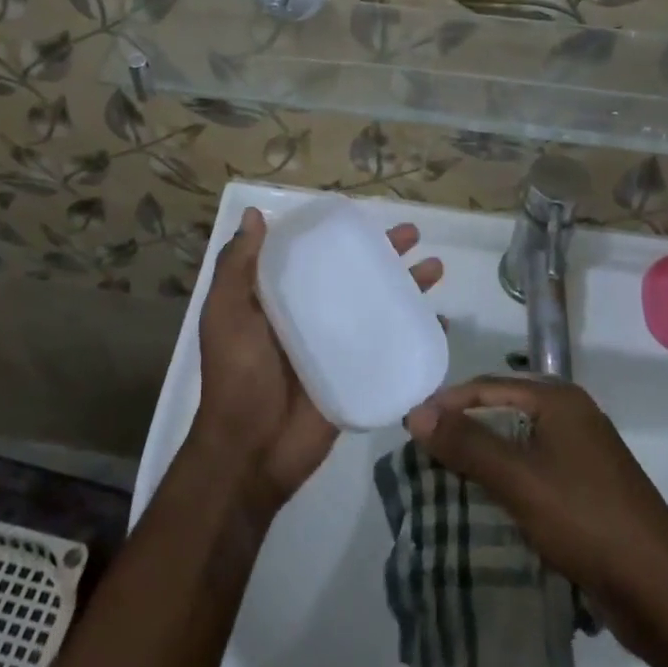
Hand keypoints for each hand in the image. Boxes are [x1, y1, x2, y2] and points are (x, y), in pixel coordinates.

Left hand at [193, 207, 441, 512]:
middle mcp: (313, 317)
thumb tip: (253, 215)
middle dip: (386, 255)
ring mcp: (338, 348)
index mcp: (282, 299)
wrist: (251, 451)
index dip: (341, 236)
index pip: (317, 256)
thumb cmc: (236, 374)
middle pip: (356, 276)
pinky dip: (417, 336)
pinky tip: (441, 323)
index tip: (365, 218)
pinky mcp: (358, 377)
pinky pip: (392, 349)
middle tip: (414, 235)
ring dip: (409, 288)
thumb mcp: (225, 312)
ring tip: (437, 269)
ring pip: (380, 308)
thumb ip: (237, 266)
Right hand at [405, 376, 667, 653]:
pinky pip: (536, 473)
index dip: (448, 403)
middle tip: (425, 452)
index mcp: (560, 400)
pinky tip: (489, 504)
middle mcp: (573, 417)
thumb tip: (416, 413)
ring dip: (484, 458)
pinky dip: (508, 482)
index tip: (411, 426)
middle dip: (464, 430)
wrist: (663, 593)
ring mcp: (585, 455)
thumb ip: (466, 443)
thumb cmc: (586, 519)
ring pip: (520, 445)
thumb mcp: (518, 478)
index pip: (489, 386)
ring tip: (447, 478)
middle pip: (504, 412)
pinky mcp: (590, 492)